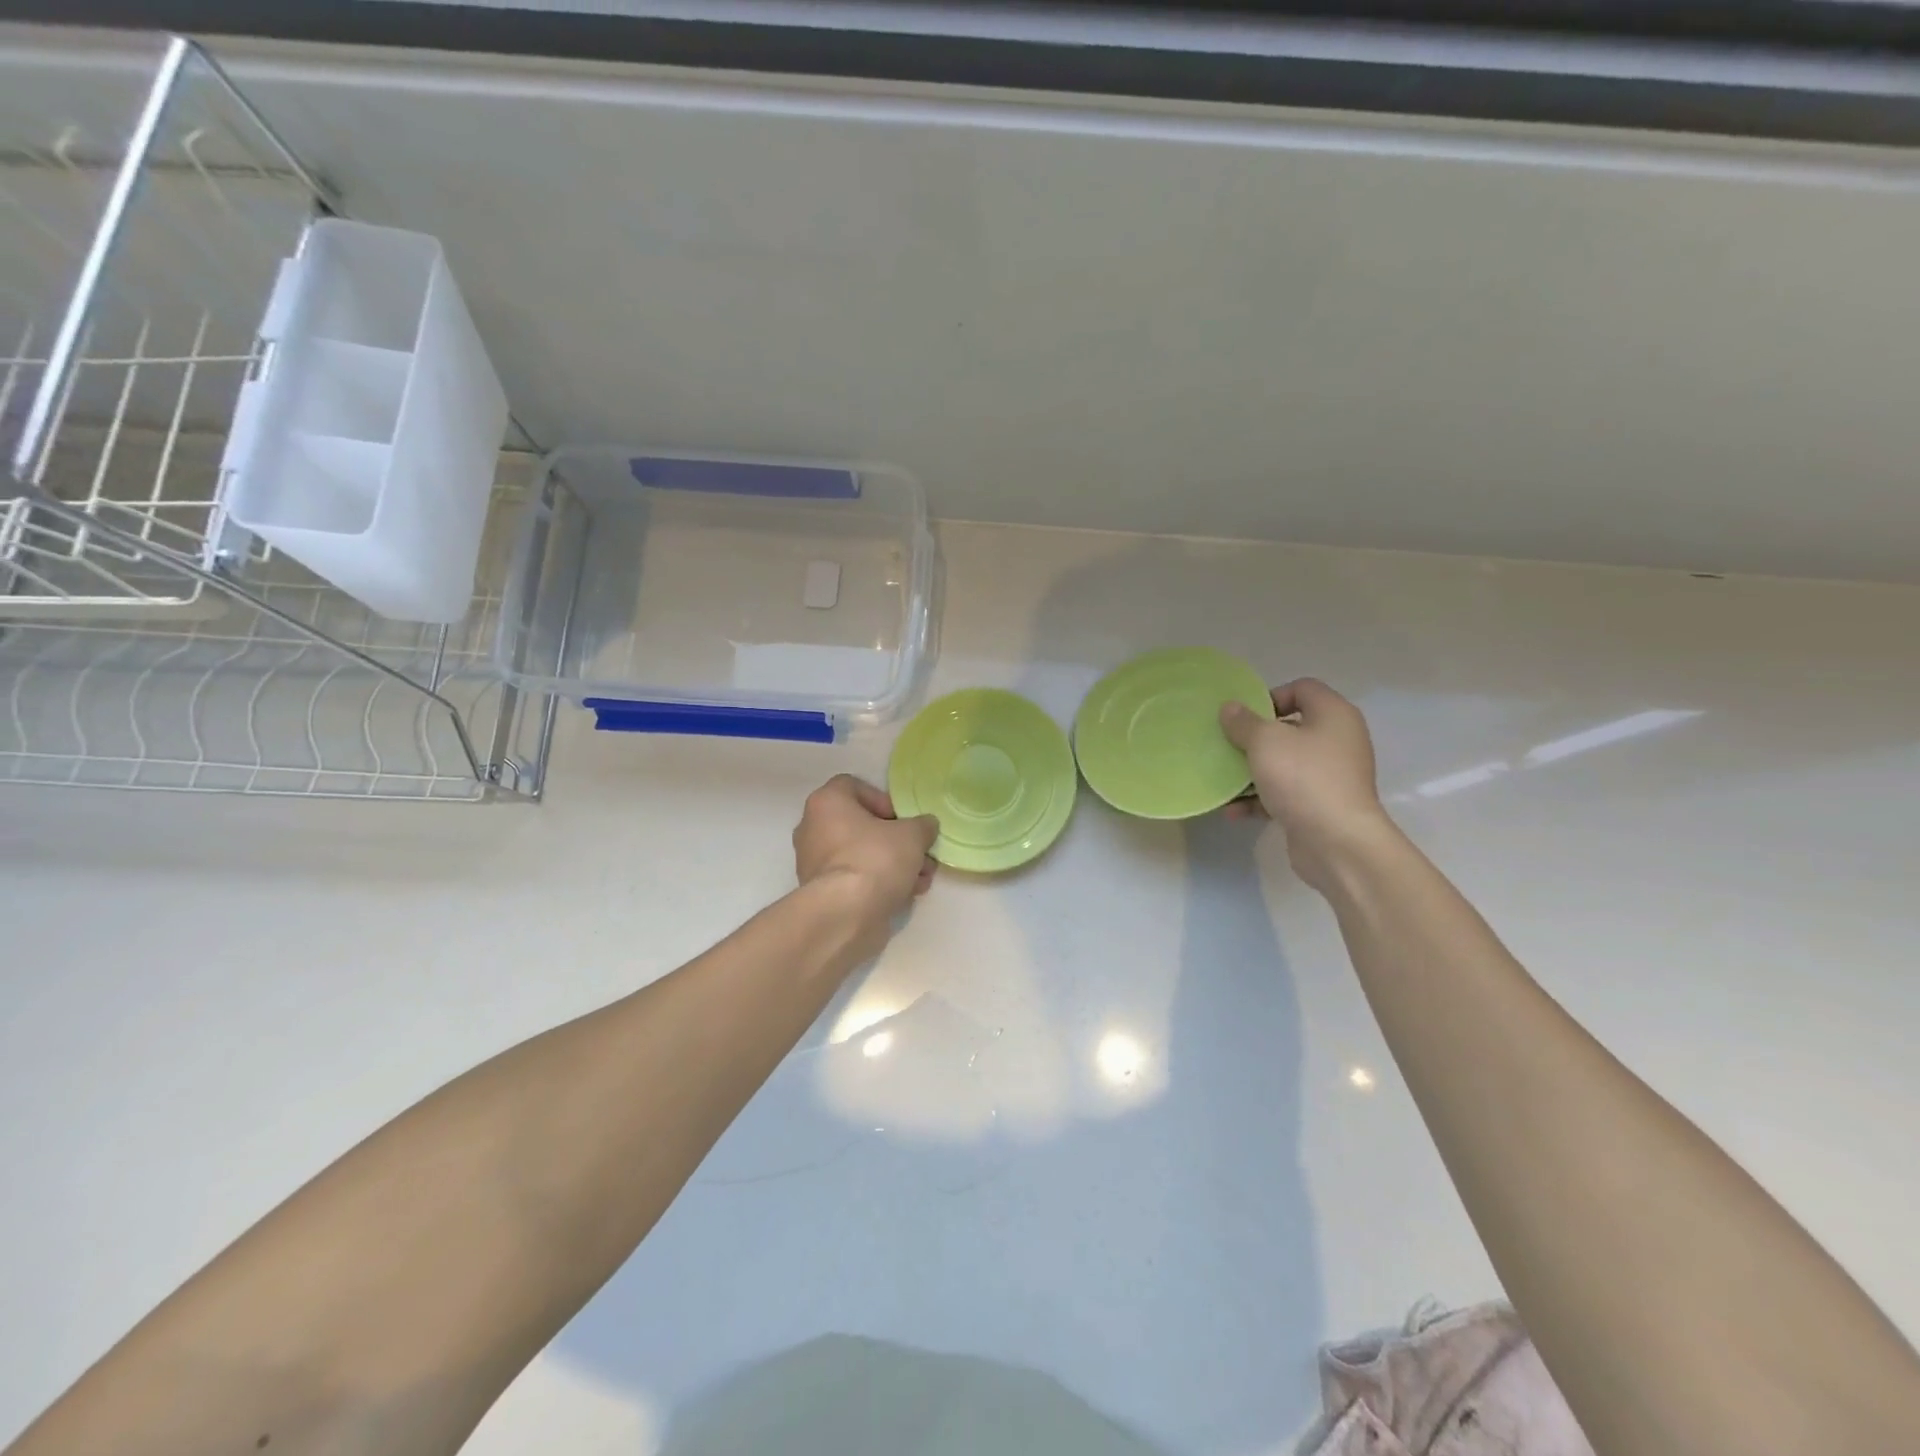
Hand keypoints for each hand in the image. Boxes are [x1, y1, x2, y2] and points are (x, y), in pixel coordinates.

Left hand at [792, 774, 938, 937]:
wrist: (845, 915)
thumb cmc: (875, 859)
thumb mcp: (912, 835)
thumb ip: (922, 825)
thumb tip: (925, 826)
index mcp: (826, 803)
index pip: (853, 786)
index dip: (882, 799)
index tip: (902, 819)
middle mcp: (813, 828)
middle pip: (861, 825)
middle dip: (896, 839)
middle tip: (920, 852)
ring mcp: (814, 862)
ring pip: (861, 854)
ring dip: (894, 863)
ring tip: (922, 878)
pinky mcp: (822, 892)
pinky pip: (855, 878)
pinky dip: (879, 883)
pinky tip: (907, 894)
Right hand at [1219, 678, 1394, 892]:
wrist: (1337, 842)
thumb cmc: (1303, 778)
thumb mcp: (1265, 742)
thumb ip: (1244, 722)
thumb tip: (1230, 708)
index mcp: (1333, 715)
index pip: (1302, 688)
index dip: (1270, 696)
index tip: (1244, 717)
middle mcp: (1337, 740)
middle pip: (1290, 727)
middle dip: (1255, 737)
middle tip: (1228, 745)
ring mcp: (1330, 775)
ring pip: (1284, 763)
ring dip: (1252, 771)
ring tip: (1224, 779)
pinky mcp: (1320, 805)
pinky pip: (1284, 793)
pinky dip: (1260, 799)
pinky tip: (1233, 810)